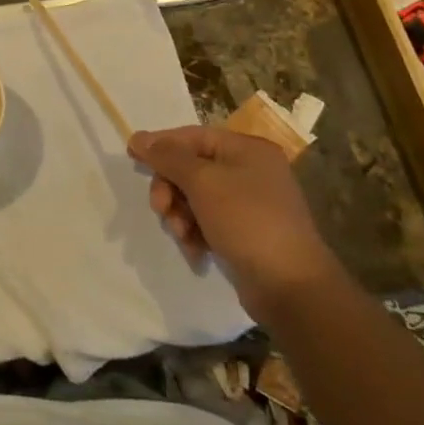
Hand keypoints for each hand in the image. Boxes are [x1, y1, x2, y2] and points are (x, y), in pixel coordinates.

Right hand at [128, 126, 339, 320]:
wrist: (292, 288)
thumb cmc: (247, 221)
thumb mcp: (202, 182)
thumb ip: (168, 157)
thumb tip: (138, 137)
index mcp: (247, 149)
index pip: (193, 136)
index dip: (161, 145)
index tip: (132, 157)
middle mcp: (251, 170)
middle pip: (192, 168)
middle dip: (171, 188)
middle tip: (160, 209)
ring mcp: (251, 203)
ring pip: (197, 197)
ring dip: (181, 214)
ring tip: (181, 235)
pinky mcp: (247, 233)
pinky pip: (209, 221)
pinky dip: (196, 232)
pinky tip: (195, 250)